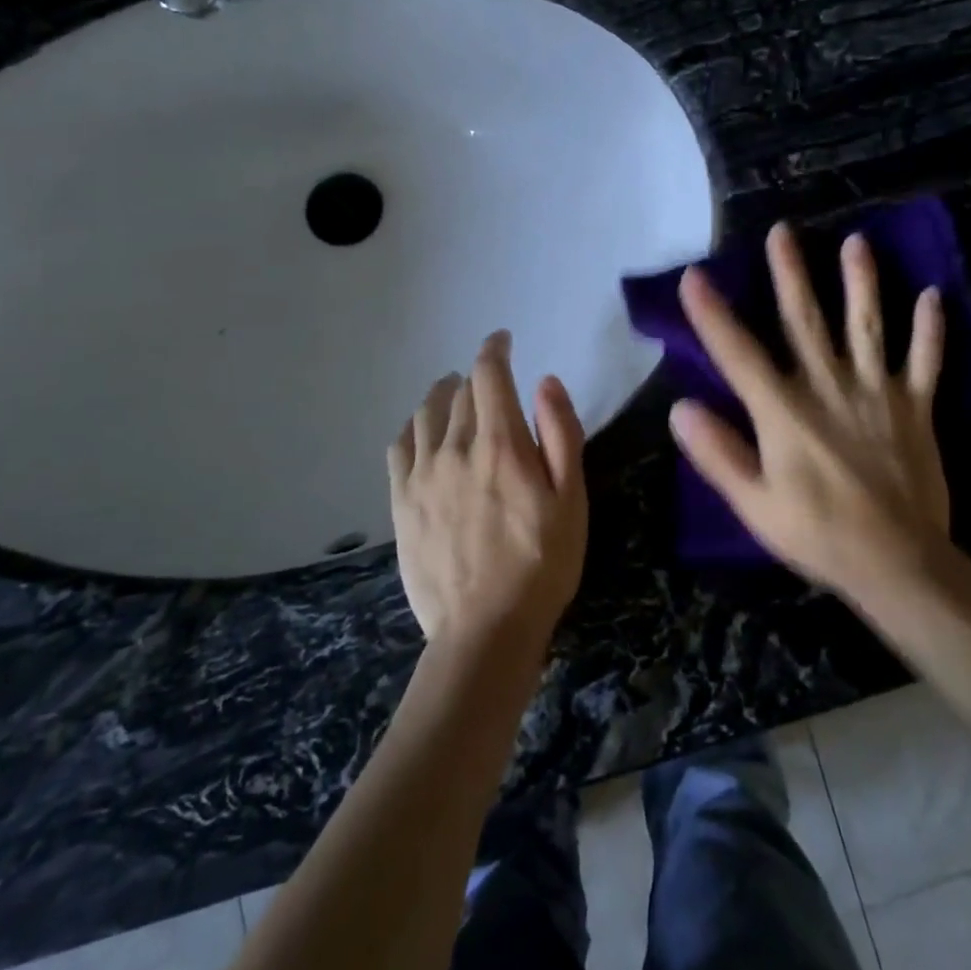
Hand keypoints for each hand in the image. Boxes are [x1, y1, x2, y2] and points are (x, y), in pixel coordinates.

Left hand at [387, 331, 587, 657]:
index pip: (489, 374)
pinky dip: (413, 427)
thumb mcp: (571, 499)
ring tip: (453, 395)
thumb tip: (544, 382)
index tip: (502, 341)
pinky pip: (399, 446)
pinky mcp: (401, 501)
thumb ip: (560, 434)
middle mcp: (455, 447)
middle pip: (460, 392)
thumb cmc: (542, 563)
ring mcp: (422, 474)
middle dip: (476, 378)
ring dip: (443, 395)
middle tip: (489, 382)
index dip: (495, 349)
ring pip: (426, 413)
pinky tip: (421, 432)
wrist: (485, 628)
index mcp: (500, 443)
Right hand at [671, 222, 955, 604]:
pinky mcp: (915, 409)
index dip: (712, 314)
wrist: (899, 564)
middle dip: (790, 274)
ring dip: (862, 283)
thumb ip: (718, 454)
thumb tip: (681, 408)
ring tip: (856, 242)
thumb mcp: (754, 505)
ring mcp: (877, 394)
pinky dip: (930, 330)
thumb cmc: (818, 535)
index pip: (738, 353)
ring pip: (867, 327)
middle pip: (805, 320)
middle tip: (781, 231)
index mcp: (783, 412)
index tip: (694, 276)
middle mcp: (828, 388)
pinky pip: (925, 362)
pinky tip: (934, 296)